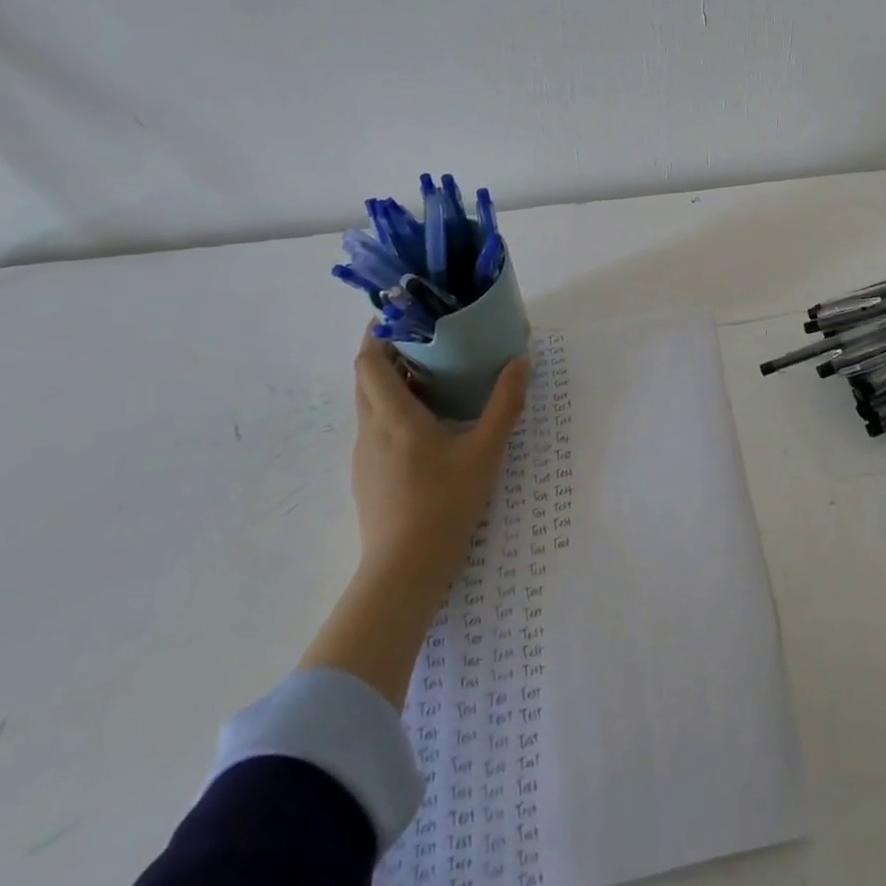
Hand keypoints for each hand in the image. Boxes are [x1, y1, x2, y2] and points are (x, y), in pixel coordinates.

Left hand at [350, 330, 529, 588]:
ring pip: (370, 404)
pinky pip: (376, 428)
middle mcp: (370, 430)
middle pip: (366, 378)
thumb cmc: (444, 504)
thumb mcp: (485, 452)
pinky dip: (394, 411)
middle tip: (427, 340)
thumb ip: (504, 404)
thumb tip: (520, 361)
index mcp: (393, 416)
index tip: (401, 314)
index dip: (377, 333)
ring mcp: (365, 456)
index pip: (368, 361)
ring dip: (393, 383)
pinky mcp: (368, 477)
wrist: (404, 571)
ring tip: (432, 376)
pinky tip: (428, 425)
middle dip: (388, 353)